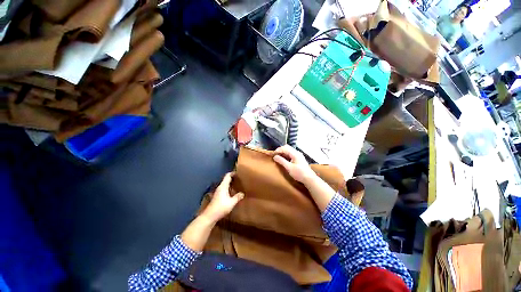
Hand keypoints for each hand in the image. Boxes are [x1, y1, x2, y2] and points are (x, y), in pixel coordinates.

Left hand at [202, 172, 243, 222]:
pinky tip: (232, 192)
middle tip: (239, 178)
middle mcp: (220, 187)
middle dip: (232, 178)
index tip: (238, 173)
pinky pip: (224, 188)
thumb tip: (242, 193)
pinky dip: (228, 187)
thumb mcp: (231, 203)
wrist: (210, 216)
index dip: (232, 173)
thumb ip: (237, 197)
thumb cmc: (221, 207)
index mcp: (223, 186)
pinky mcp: (217, 196)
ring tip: (237, 184)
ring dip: (230, 183)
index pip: (227, 176)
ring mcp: (218, 191)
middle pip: (226, 179)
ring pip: (225, 184)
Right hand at [273, 145, 315, 183]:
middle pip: (287, 148)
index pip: (285, 148)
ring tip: (278, 158)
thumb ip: (281, 161)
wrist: (309, 179)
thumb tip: (275, 156)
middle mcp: (297, 153)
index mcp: (295, 153)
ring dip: (283, 153)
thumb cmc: (299, 173)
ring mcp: (298, 156)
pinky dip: (286, 156)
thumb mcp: (289, 167)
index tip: (273, 154)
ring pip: (289, 151)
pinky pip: (291, 155)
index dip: (278, 150)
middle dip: (280, 151)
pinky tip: (283, 160)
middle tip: (275, 156)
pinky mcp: (299, 159)